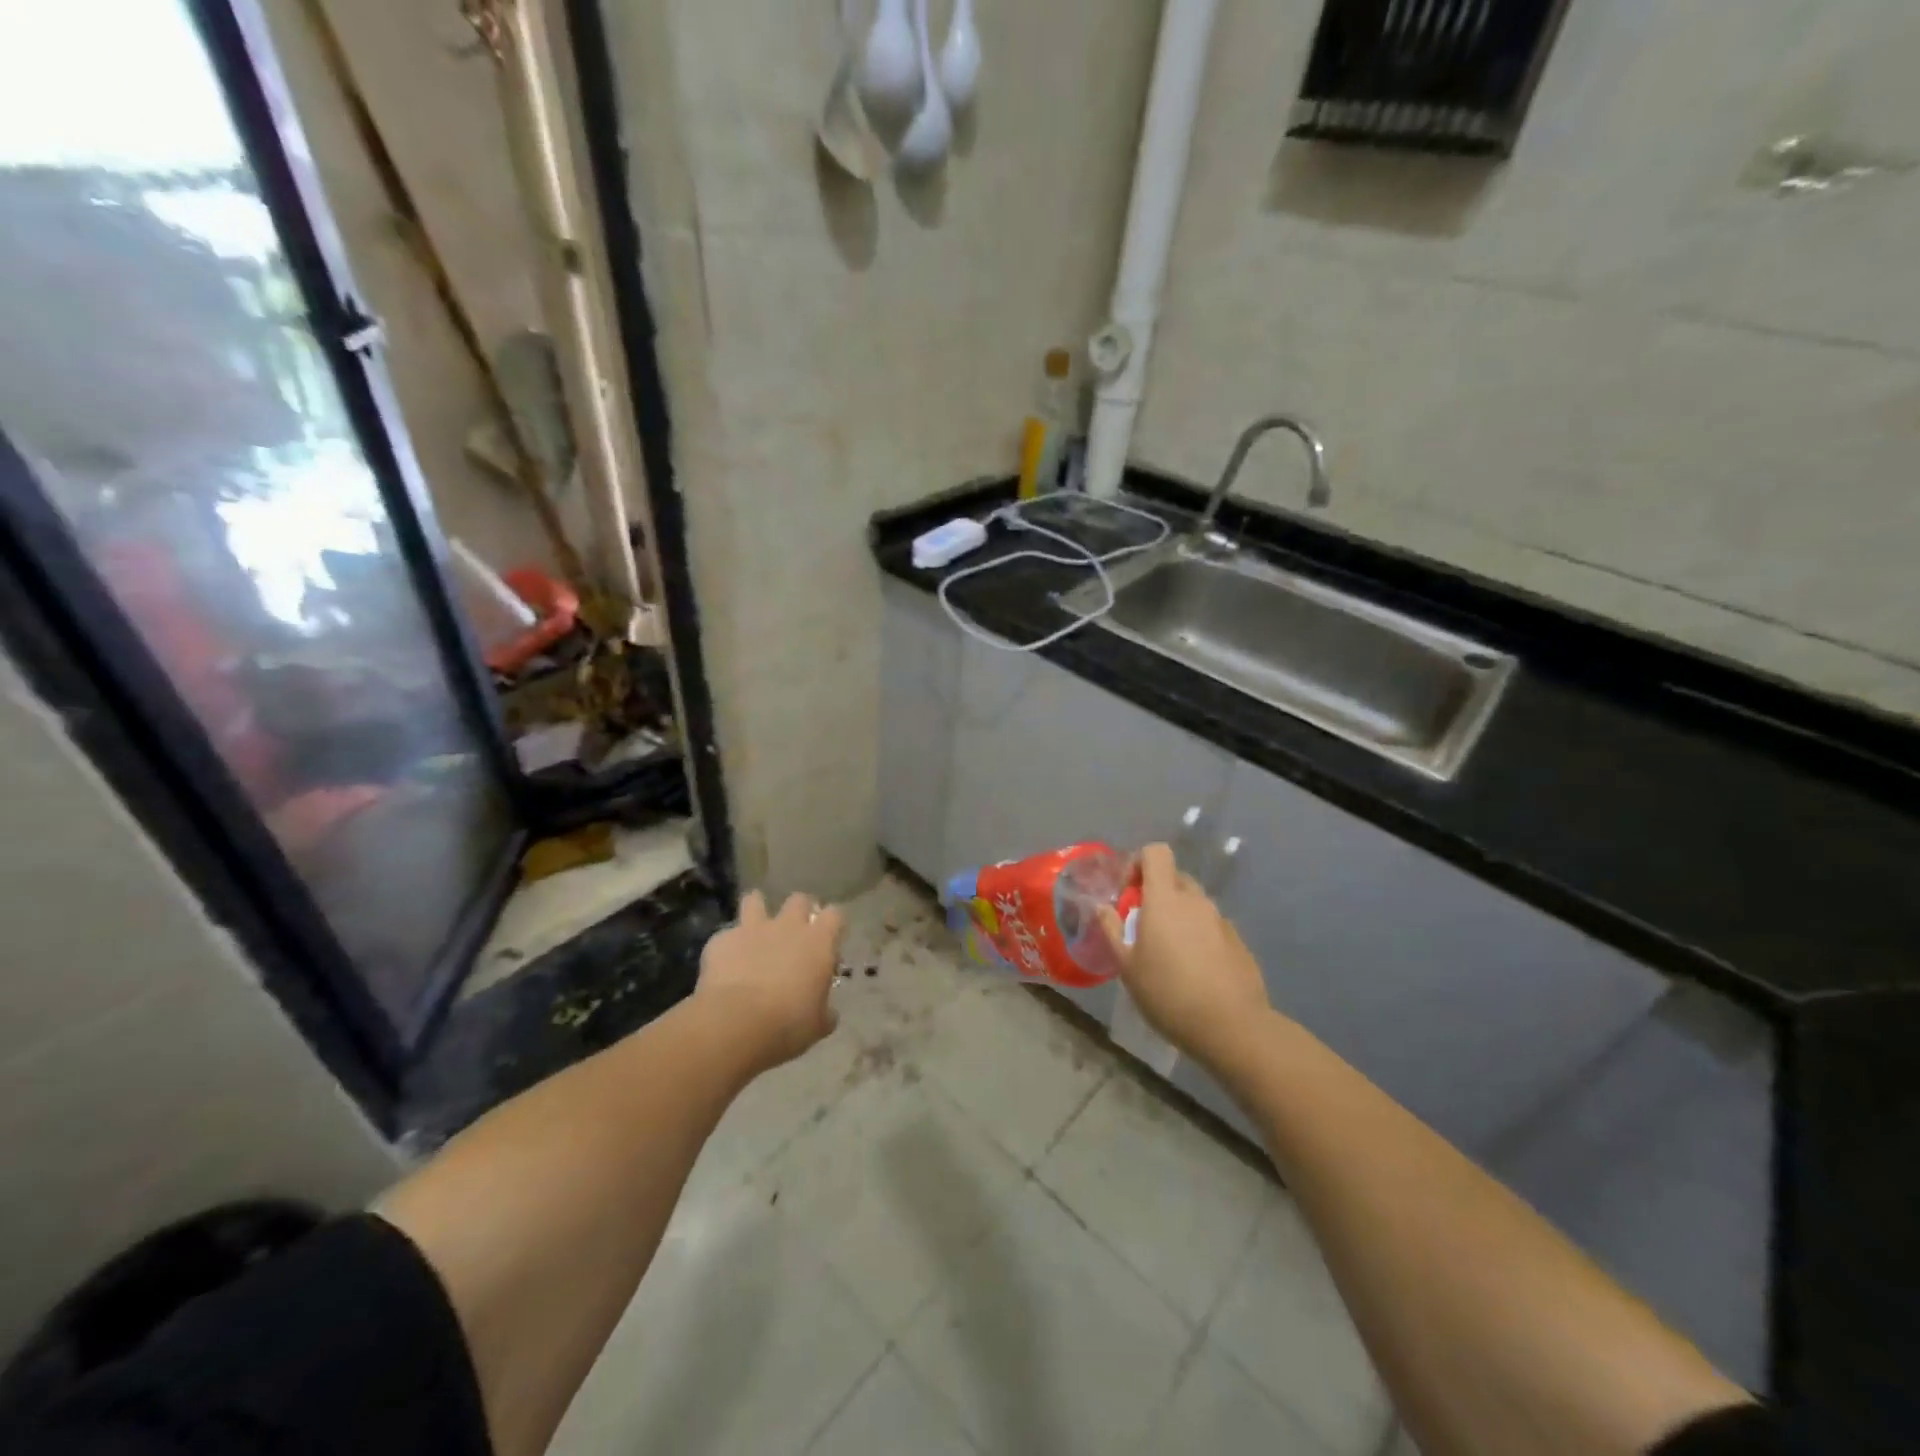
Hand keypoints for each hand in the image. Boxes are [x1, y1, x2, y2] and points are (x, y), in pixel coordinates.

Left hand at [696, 891, 843, 1071]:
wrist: (735, 1024)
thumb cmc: (788, 1024)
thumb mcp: (817, 1025)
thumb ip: (824, 1012)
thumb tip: (828, 1013)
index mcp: (818, 942)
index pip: (835, 915)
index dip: (832, 924)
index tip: (829, 940)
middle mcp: (788, 926)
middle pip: (799, 900)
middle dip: (798, 911)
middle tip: (795, 933)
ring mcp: (752, 929)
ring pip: (755, 900)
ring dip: (756, 910)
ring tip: (754, 928)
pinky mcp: (721, 940)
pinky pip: (726, 935)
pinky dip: (727, 946)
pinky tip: (724, 964)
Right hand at [1098, 843, 1269, 1070]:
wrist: (1232, 1027)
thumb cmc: (1169, 993)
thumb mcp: (1127, 967)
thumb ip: (1113, 930)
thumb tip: (1102, 907)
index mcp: (1165, 899)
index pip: (1156, 852)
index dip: (1139, 862)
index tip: (1128, 890)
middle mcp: (1196, 901)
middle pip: (1175, 878)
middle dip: (1157, 893)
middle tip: (1143, 925)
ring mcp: (1221, 920)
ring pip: (1194, 904)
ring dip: (1179, 916)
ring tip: (1169, 952)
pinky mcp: (1239, 942)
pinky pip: (1212, 927)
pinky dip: (1199, 936)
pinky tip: (1195, 971)